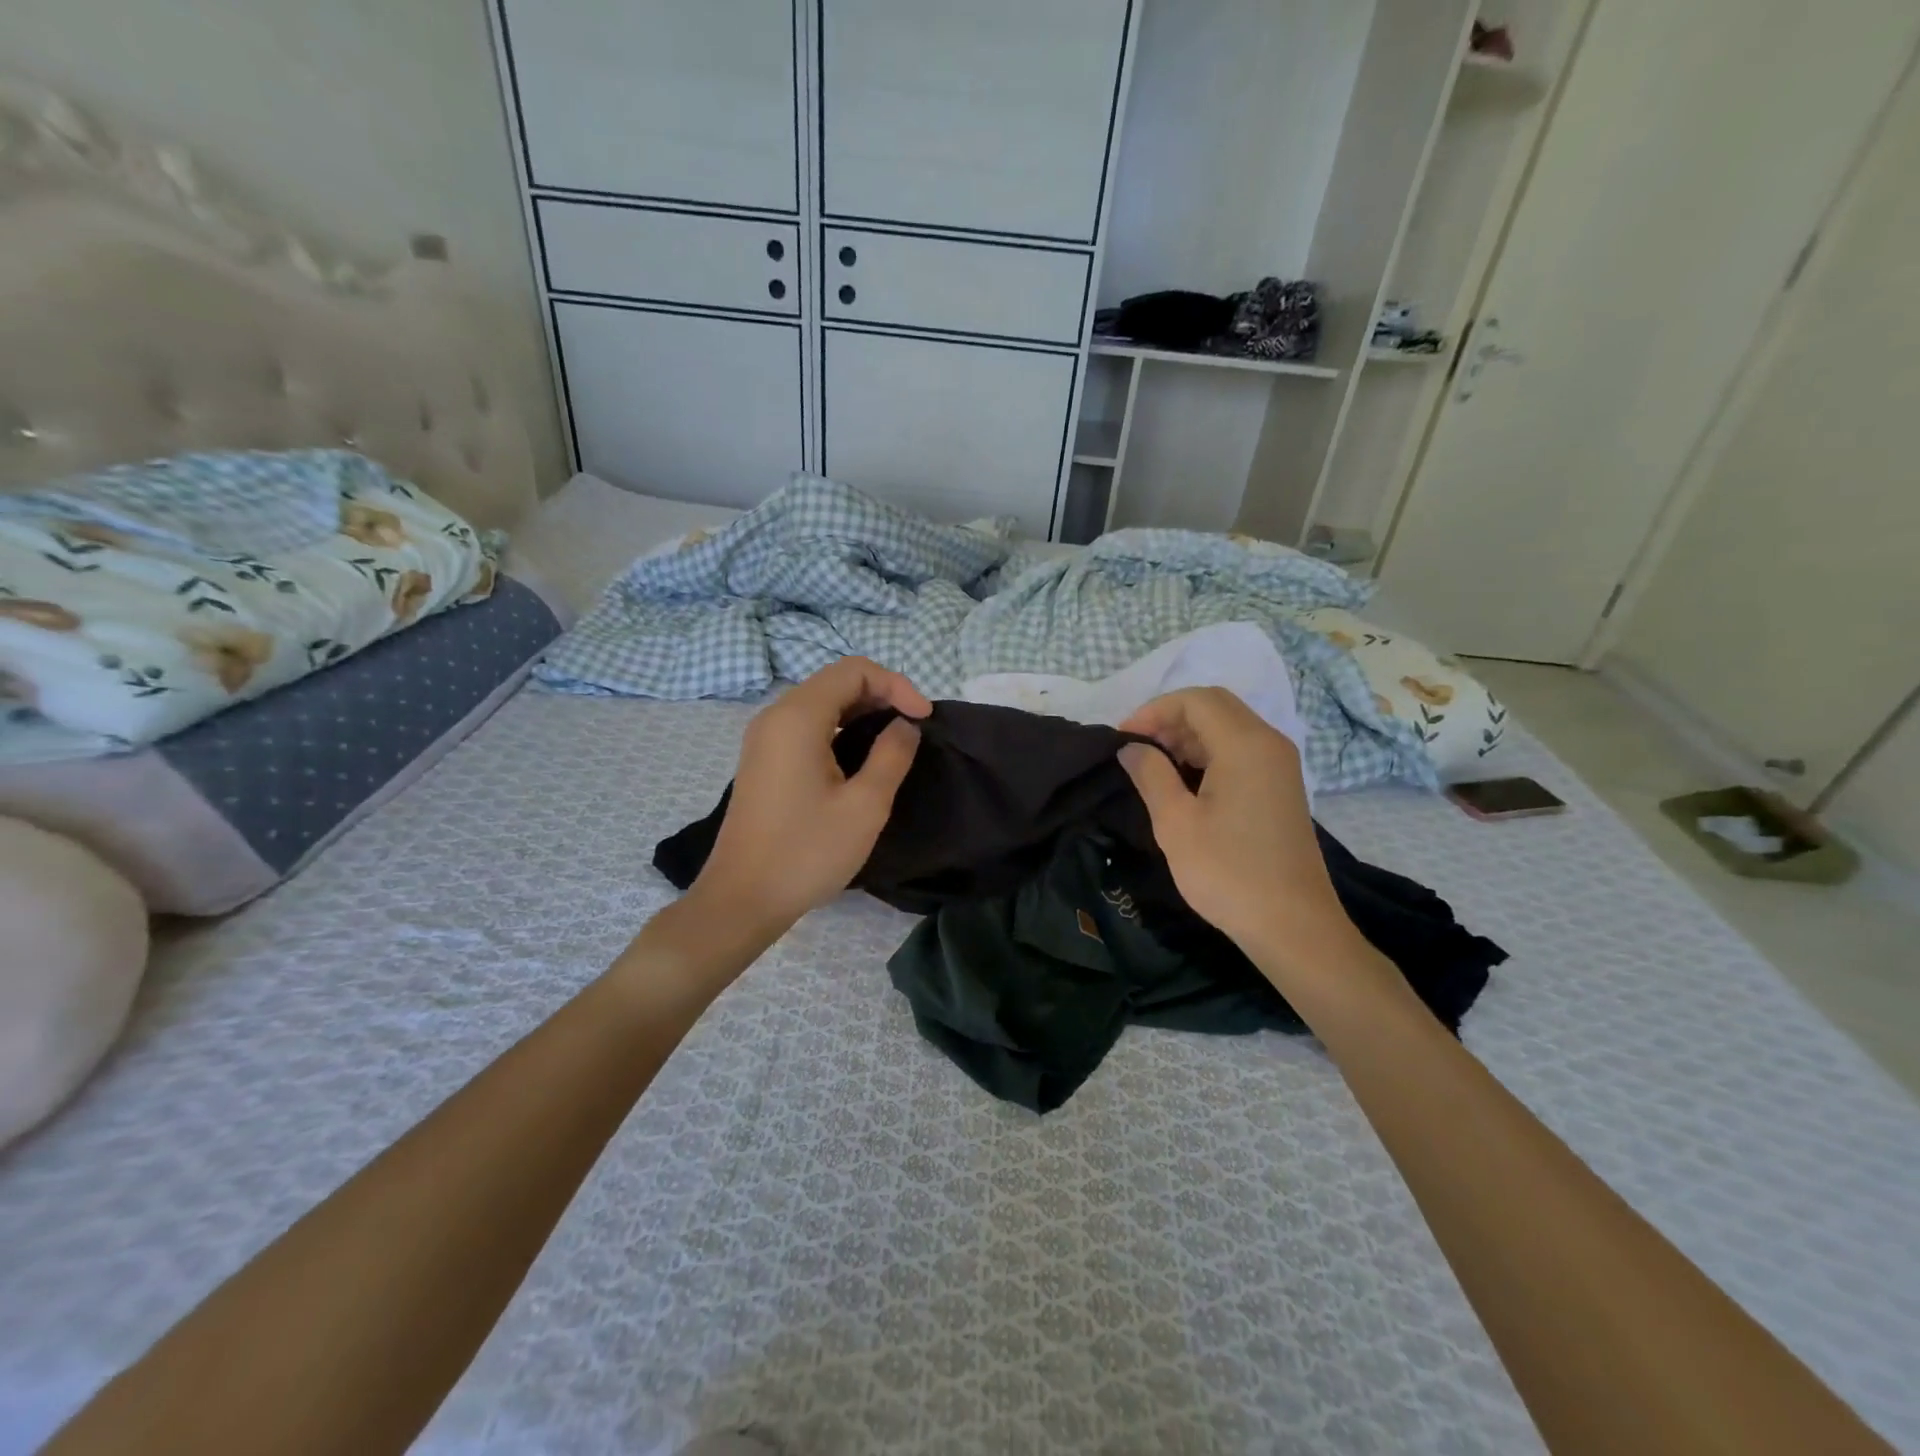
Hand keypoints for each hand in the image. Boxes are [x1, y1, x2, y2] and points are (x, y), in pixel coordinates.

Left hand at [691, 656, 928, 937]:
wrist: (742, 898)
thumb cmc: (807, 852)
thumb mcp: (865, 805)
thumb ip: (892, 755)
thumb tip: (904, 725)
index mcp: (798, 718)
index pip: (853, 670)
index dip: (896, 684)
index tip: (923, 719)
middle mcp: (776, 716)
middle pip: (835, 682)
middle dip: (880, 695)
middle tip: (913, 729)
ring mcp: (764, 738)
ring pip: (821, 704)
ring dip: (861, 712)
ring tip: (893, 741)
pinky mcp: (763, 760)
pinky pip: (806, 726)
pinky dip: (839, 729)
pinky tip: (859, 758)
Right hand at [1118, 688, 1356, 973]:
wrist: (1292, 925)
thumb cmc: (1228, 872)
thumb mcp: (1176, 823)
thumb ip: (1150, 775)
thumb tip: (1131, 747)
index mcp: (1245, 745)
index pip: (1195, 700)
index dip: (1154, 710)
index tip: (1123, 738)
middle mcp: (1269, 743)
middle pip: (1214, 706)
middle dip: (1170, 719)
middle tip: (1137, 748)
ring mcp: (1279, 765)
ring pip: (1228, 727)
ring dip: (1188, 735)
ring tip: (1153, 765)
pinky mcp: (1281, 786)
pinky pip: (1241, 750)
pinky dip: (1208, 753)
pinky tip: (1184, 781)